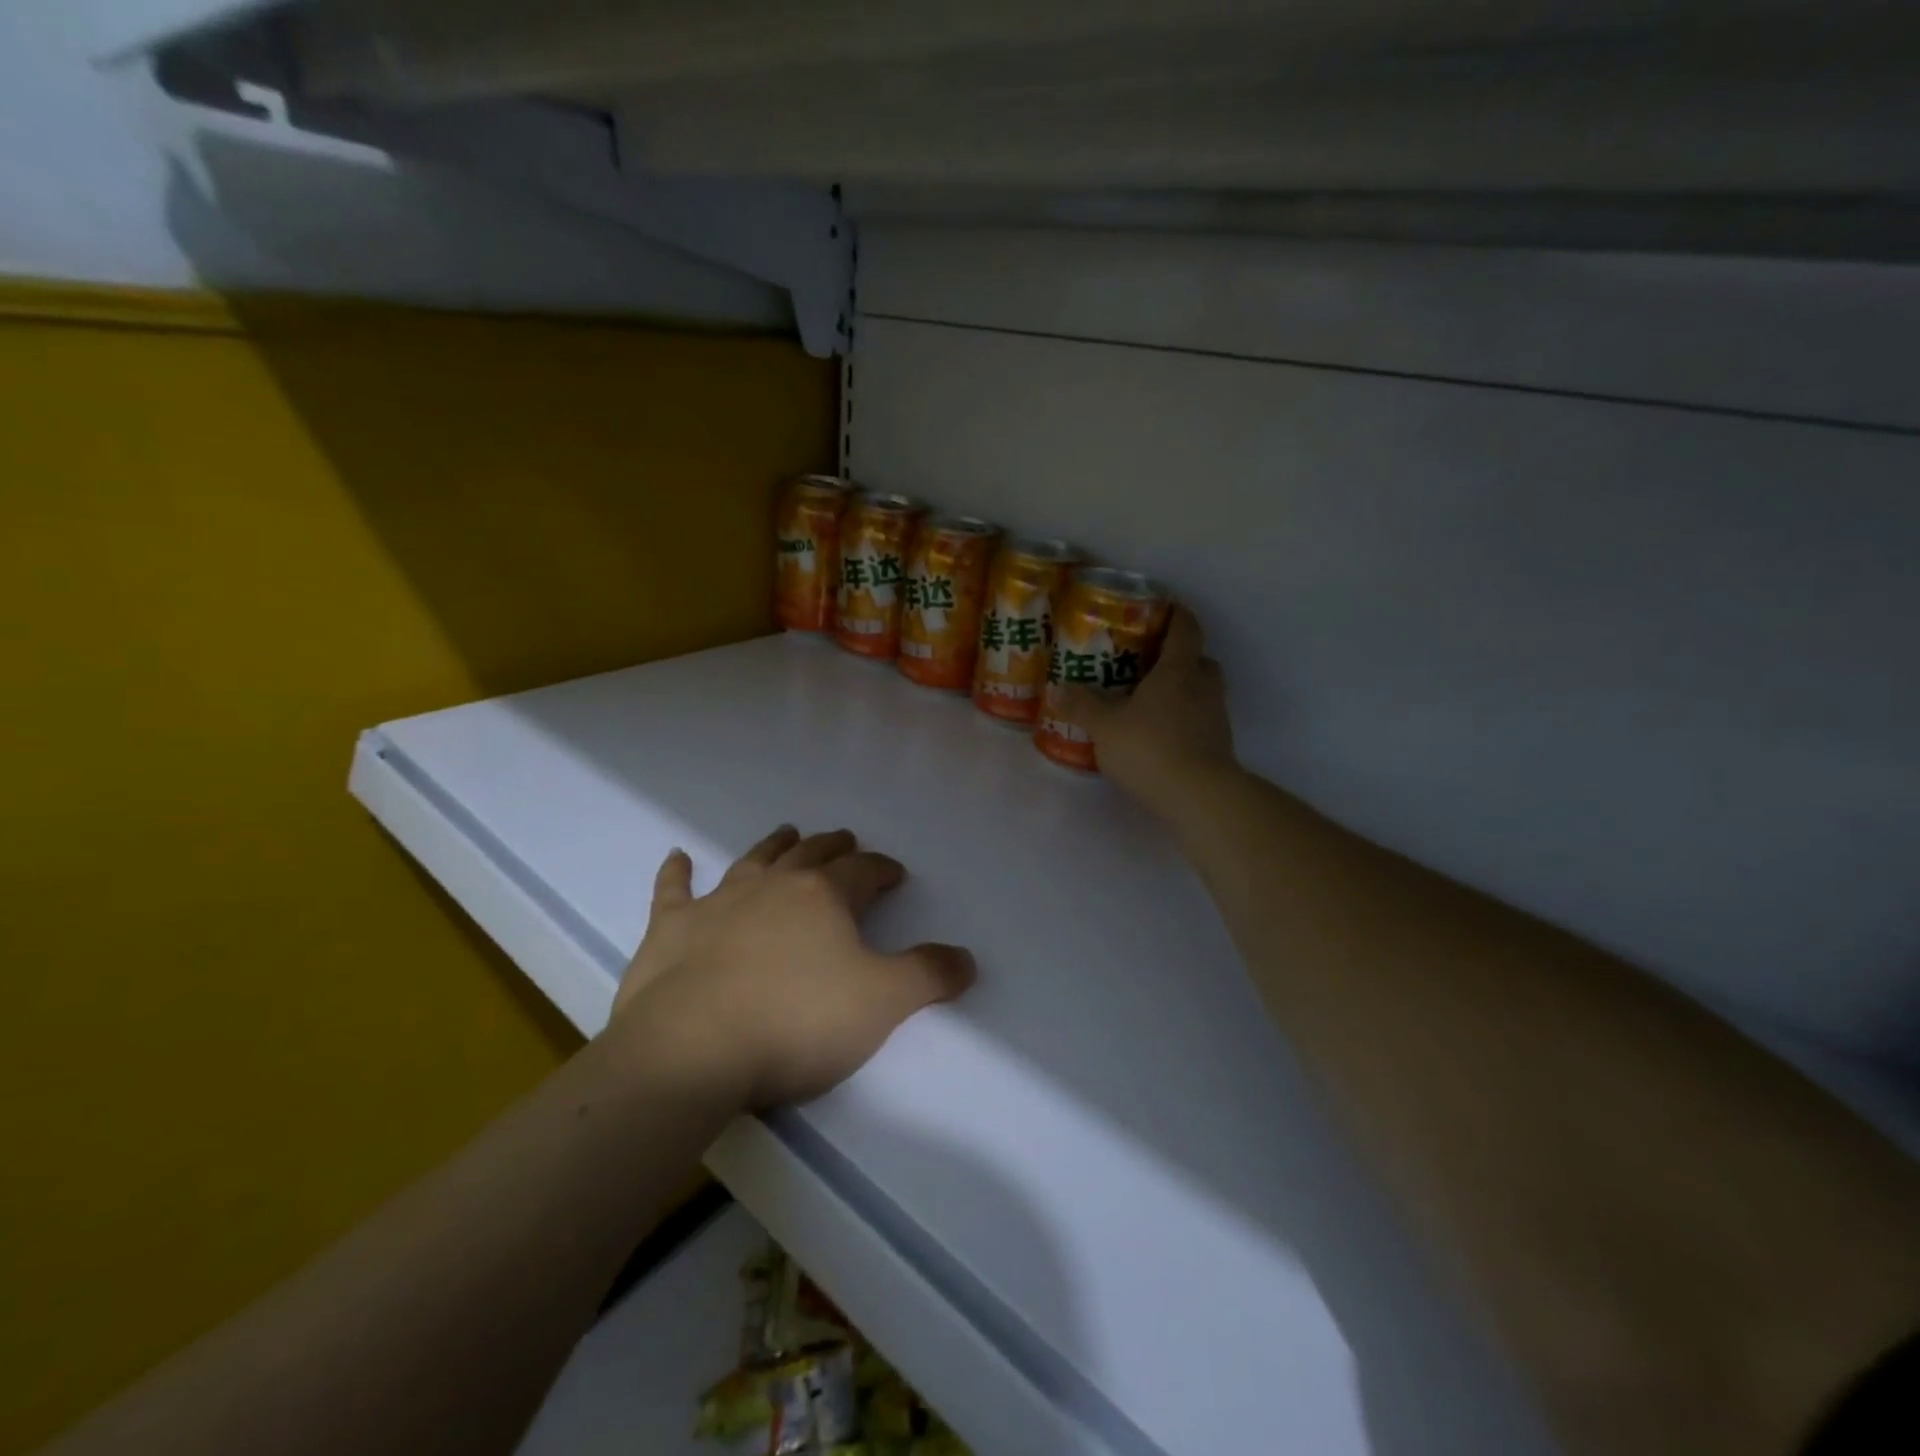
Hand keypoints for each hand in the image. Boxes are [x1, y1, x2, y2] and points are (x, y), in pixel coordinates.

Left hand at [608, 827, 974, 1110]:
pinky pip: (674, 890)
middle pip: (811, 855)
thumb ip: (928, 976)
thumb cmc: (796, 1022)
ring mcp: (718, 903)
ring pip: (753, 860)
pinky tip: (678, 857)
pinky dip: (676, 872)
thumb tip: (966, 958)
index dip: (883, 869)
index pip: (863, 871)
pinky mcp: (671, 929)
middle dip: (833, 847)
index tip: (894, 873)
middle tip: (845, 840)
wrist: (692, 1049)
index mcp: (824, 897)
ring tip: (787, 833)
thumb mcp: (882, 1003)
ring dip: (774, 845)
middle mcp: (773, 886)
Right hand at [1059, 606, 1236, 813]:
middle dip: (1179, 656)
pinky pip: (1202, 719)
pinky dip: (1185, 719)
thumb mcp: (1105, 727)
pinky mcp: (1219, 745)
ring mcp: (1216, 717)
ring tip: (1151, 701)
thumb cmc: (1151, 748)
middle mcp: (1204, 686)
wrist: (1200, 797)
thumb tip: (1057, 687)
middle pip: (1200, 658)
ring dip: (1183, 689)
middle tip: (1149, 662)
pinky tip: (1161, 735)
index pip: (1186, 628)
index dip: (1176, 614)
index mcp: (1178, 670)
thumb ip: (1082, 706)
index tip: (1162, 608)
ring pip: (1203, 690)